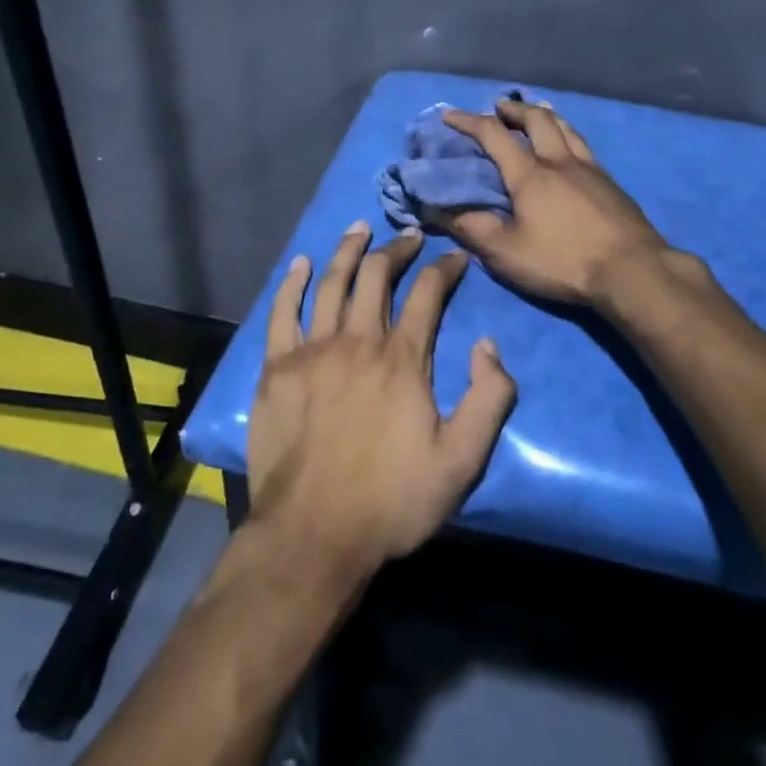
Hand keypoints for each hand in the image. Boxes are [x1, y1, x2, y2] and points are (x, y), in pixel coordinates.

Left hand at [248, 222, 517, 578]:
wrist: (312, 537)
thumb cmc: (391, 501)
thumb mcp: (461, 461)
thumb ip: (489, 399)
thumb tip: (488, 344)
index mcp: (402, 358)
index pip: (428, 293)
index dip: (444, 268)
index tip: (454, 258)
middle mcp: (358, 340)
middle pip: (378, 276)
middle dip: (397, 249)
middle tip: (409, 236)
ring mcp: (312, 350)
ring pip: (331, 283)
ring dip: (349, 251)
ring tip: (360, 228)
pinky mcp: (276, 368)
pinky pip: (282, 312)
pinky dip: (291, 284)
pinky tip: (300, 263)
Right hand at [440, 99, 668, 310]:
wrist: (631, 269)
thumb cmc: (563, 260)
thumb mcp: (506, 253)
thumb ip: (472, 228)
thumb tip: (437, 208)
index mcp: (530, 173)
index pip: (493, 134)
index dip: (468, 121)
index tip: (449, 114)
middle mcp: (559, 160)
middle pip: (536, 119)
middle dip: (513, 109)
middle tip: (498, 107)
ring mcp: (590, 167)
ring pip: (564, 126)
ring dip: (544, 114)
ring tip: (535, 111)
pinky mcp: (610, 181)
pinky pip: (582, 143)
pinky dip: (567, 132)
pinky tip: (570, 144)